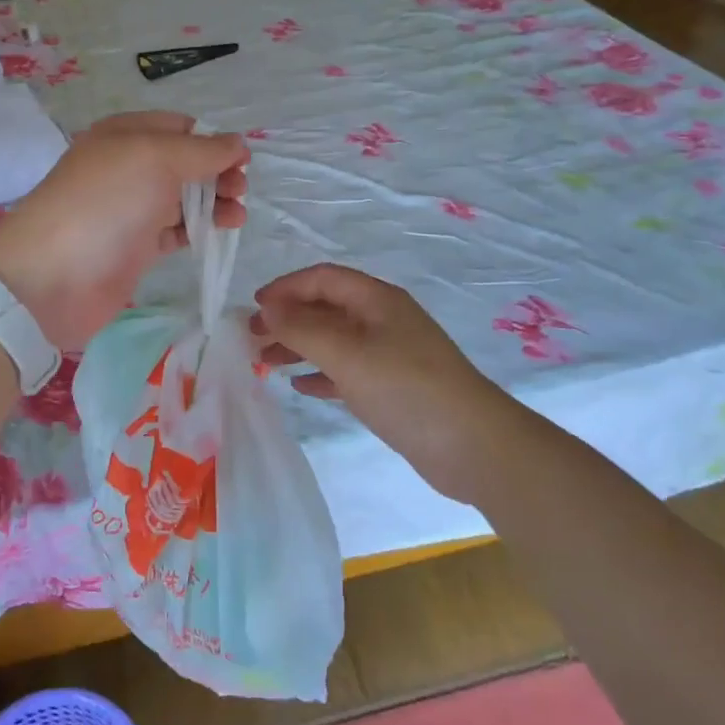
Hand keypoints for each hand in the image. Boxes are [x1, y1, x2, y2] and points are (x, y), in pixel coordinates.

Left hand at [0, 112, 247, 350]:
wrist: (53, 275)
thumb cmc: (106, 203)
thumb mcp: (155, 158)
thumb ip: (202, 150)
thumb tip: (237, 143)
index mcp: (125, 135)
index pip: (179, 127)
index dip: (212, 140)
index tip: (241, 160)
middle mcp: (127, 167)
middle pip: (185, 163)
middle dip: (217, 172)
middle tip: (239, 190)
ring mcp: (130, 209)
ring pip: (183, 198)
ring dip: (215, 202)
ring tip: (237, 215)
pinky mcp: (136, 247)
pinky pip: (176, 230)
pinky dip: (200, 229)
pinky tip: (220, 233)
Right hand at [252, 264, 508, 501]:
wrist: (473, 446)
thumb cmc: (406, 387)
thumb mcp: (347, 353)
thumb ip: (302, 328)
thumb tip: (267, 307)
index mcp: (376, 300)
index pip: (322, 279)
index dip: (285, 287)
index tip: (254, 307)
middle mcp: (382, 320)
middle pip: (326, 308)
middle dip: (288, 318)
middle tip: (251, 337)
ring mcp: (389, 354)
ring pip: (333, 340)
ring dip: (299, 346)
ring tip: (265, 363)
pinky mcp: (392, 387)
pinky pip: (347, 370)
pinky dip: (321, 373)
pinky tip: (301, 387)